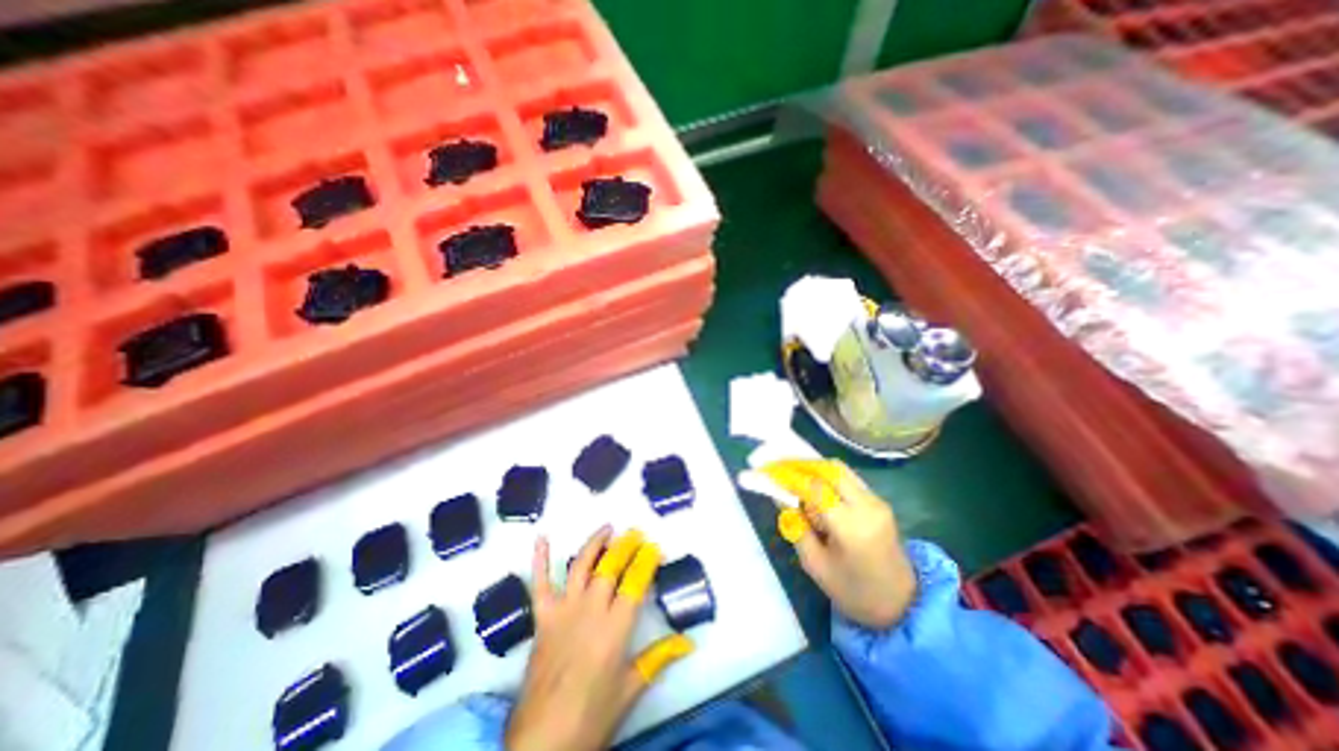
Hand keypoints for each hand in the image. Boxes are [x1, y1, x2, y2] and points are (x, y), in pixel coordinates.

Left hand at [502, 527, 690, 749]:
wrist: (541, 743)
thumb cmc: (591, 717)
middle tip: (636, 532)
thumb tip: (688, 642)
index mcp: (615, 628)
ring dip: (595, 543)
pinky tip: (542, 538)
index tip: (655, 547)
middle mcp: (590, 610)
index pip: (635, 583)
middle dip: (625, 545)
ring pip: (580, 566)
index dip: (647, 561)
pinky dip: (540, 559)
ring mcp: (563, 610)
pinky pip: (540, 583)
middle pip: (610, 567)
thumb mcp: (630, 690)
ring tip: (607, 528)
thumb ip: (657, 658)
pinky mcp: (543, 617)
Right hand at [771, 461, 917, 630]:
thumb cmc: (854, 592)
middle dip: (800, 464)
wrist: (902, 606)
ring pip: (840, 470)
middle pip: (829, 470)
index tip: (767, 471)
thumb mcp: (815, 565)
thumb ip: (796, 527)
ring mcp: (876, 502)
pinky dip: (826, 476)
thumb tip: (780, 496)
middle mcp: (867, 506)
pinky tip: (813, 485)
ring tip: (791, 473)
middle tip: (778, 467)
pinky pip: (848, 479)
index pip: (815, 488)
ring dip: (813, 467)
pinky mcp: (879, 502)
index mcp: (851, 527)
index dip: (788, 476)